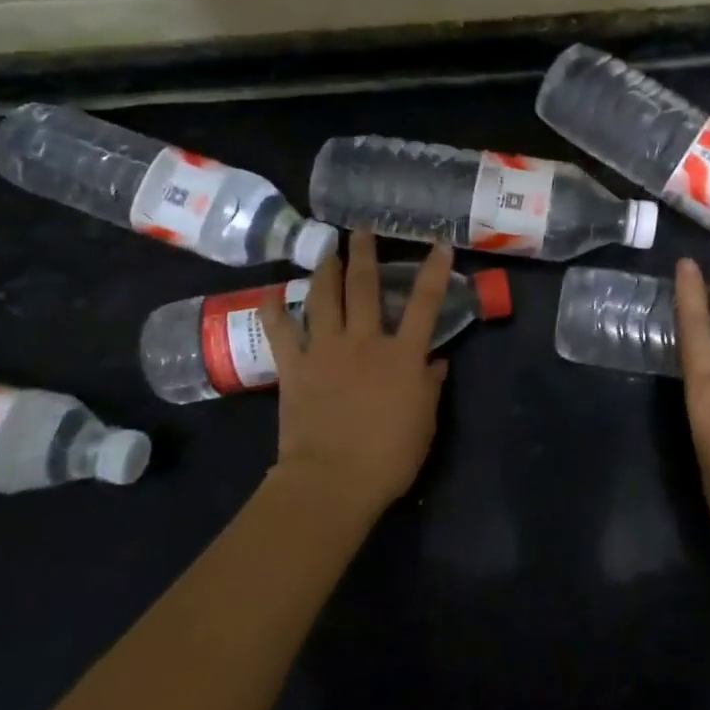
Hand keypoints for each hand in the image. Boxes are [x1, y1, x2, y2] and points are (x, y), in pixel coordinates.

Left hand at [260, 230, 452, 518]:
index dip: (435, 271)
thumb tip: (436, 362)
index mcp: (402, 355)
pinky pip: (280, 332)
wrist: (332, 480)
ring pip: (324, 298)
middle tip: (361, 229)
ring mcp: (325, 350)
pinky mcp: (294, 367)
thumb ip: (430, 386)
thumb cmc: (389, 456)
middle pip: (364, 287)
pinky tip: (270, 295)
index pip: (425, 303)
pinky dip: (273, 311)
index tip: (439, 244)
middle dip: (364, 253)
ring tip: (327, 251)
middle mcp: (364, 341)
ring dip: (325, 270)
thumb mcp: (425, 422)